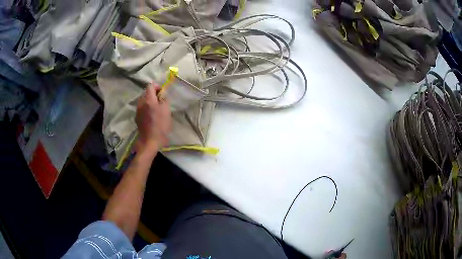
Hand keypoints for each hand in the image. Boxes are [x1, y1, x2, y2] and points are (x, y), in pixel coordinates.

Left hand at [135, 83, 171, 153]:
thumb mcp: (167, 111)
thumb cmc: (160, 126)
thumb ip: (164, 100)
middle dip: (153, 94)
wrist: (149, 141)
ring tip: (155, 108)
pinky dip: (146, 108)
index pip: (150, 86)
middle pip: (146, 93)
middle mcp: (141, 103)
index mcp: (149, 100)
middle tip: (160, 101)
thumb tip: (162, 94)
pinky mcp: (137, 117)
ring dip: (149, 101)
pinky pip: (141, 108)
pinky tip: (151, 116)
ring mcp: (138, 110)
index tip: (162, 92)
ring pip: (143, 100)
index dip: (156, 86)